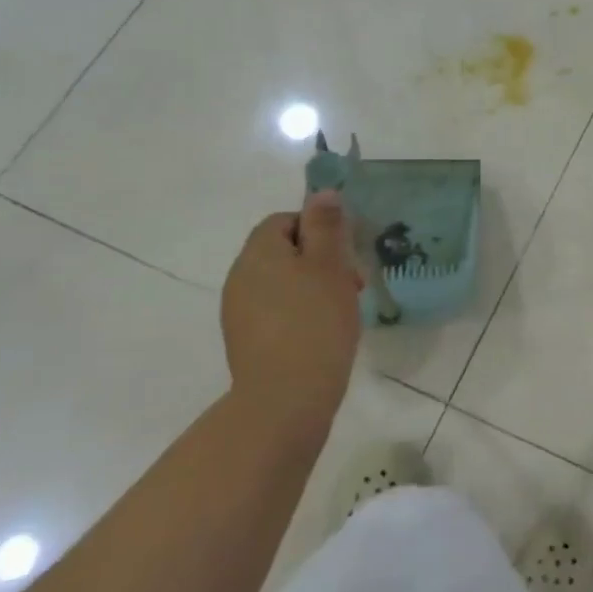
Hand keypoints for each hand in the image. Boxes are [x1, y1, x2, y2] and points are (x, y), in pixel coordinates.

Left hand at [220, 191, 362, 439]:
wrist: (286, 398)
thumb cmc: (315, 322)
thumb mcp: (330, 265)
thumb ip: (326, 225)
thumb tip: (322, 193)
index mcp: (259, 252)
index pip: (285, 220)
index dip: (318, 229)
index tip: (346, 254)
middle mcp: (241, 276)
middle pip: (283, 251)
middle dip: (321, 259)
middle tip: (353, 284)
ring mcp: (239, 311)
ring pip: (281, 282)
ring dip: (313, 287)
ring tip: (342, 310)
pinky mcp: (246, 340)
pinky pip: (276, 310)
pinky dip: (300, 312)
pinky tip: (323, 333)